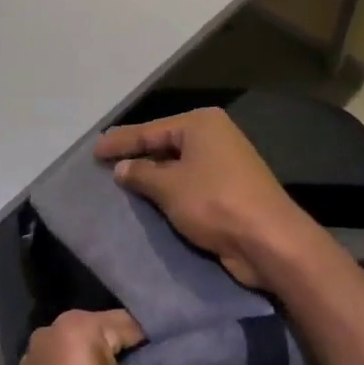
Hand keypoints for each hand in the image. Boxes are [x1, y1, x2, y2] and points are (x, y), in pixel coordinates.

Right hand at [94, 109, 317, 289]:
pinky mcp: (229, 189)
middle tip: (104, 164)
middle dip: (137, 156)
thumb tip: (122, 167)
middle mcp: (214, 136)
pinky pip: (190, 185)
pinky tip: (150, 201)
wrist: (269, 240)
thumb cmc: (215, 203)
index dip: (121, 141)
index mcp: (201, 124)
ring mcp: (225, 163)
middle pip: (165, 144)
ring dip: (153, 176)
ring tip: (121, 183)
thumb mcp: (170, 187)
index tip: (94, 150)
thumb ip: (142, 174)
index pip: (151, 130)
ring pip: (178, 166)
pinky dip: (170, 191)